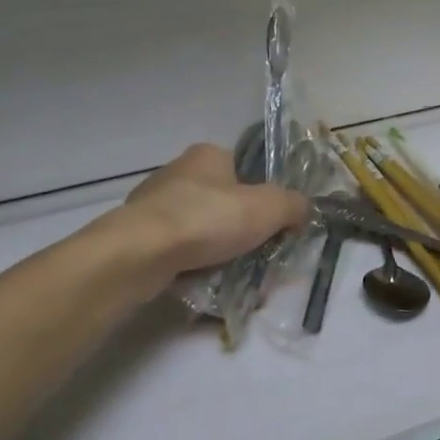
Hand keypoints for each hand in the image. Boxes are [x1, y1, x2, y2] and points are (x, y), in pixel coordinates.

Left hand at [117, 144, 308, 283]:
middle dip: (238, 229)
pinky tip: (201, 283)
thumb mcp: (268, 207)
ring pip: (198, 229)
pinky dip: (191, 265)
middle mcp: (178, 172)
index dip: (261, 197)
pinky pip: (176, 251)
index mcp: (208, 155)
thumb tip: (302, 210)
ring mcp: (153, 204)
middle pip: (221, 202)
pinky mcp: (137, 235)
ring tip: (231, 276)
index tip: (270, 226)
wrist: (142, 252)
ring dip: (215, 250)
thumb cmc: (208, 218)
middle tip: (256, 255)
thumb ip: (293, 205)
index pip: (243, 170)